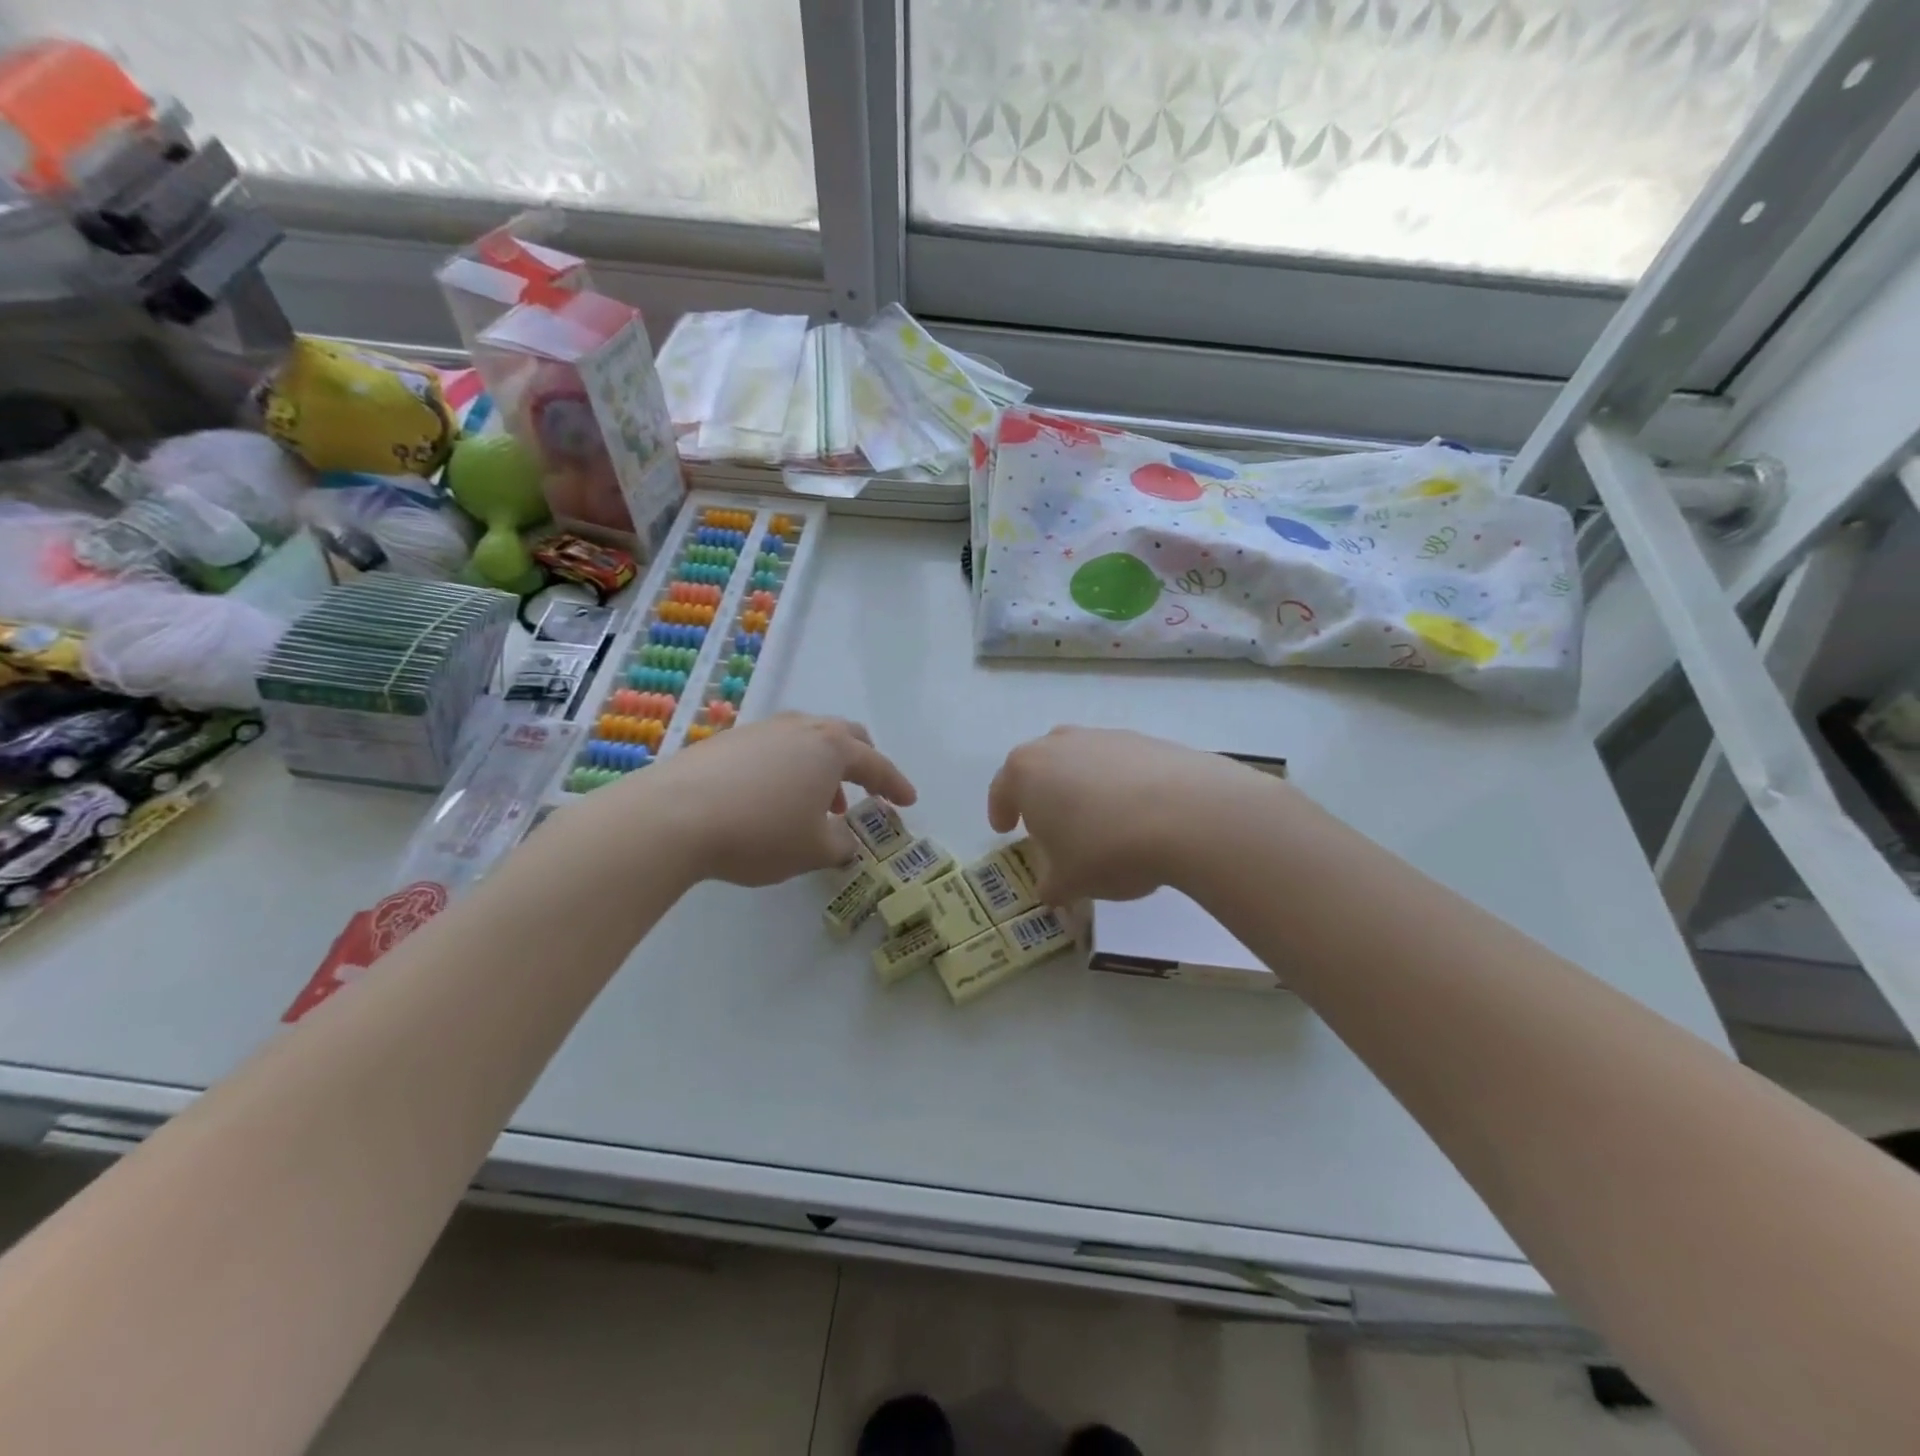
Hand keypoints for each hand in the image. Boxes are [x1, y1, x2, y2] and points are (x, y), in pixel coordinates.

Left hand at [637, 713, 915, 886]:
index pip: (876, 764)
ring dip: (822, 767)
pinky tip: (773, 796)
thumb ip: (841, 845)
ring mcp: (761, 729)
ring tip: (818, 802)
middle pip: (844, 735)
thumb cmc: (760, 832)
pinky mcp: (727, 740)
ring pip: (807, 738)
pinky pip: (775, 747)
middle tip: (866, 788)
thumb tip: (846, 840)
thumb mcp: (813, 850)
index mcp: (831, 748)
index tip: (908, 801)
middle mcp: (800, 728)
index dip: (895, 784)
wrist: (672, 816)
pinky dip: (789, 767)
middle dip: (861, 761)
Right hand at [987, 727, 1283, 902]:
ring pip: (1081, 762)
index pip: (1001, 789)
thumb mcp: (1068, 881)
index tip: (1005, 829)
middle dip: (1041, 796)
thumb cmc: (1106, 848)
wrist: (1188, 814)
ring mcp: (1103, 737)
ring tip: (1098, 823)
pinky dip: (1119, 786)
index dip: (1000, 811)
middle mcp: (1059, 743)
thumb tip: (1051, 887)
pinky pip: (1119, 765)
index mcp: (1026, 771)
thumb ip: (1050, 884)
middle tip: (1051, 827)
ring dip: (1081, 788)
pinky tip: (1136, 815)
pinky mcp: (1145, 740)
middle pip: (1040, 768)